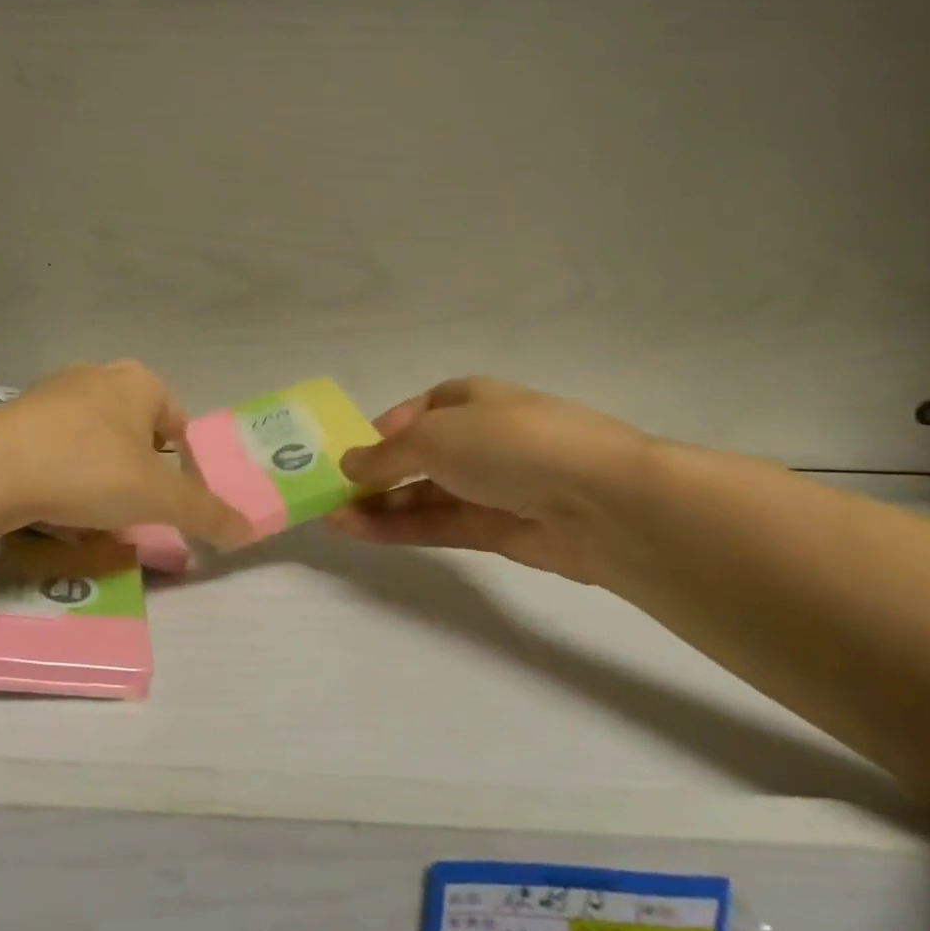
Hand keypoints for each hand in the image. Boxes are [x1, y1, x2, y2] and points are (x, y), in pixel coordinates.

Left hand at [0, 361, 253, 549]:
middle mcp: (98, 375)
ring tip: (88, 511)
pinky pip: (55, 445)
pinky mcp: (17, 413)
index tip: (164, 498)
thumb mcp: (157, 498)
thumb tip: (248, 530)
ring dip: (98, 471)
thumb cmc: (89, 469)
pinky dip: (61, 470)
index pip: (176, 420)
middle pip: (134, 429)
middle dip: (136, 468)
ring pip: (93, 438)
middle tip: (129, 506)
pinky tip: (50, 500)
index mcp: (139, 382)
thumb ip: (206, 513)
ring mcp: (53, 391)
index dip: (178, 462)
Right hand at [326, 378, 650, 584]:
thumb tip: (347, 465)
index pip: (419, 411)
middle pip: (418, 457)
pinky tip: (360, 531)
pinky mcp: (498, 530)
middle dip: (376, 474)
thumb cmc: (508, 443)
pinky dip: (401, 527)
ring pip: (425, 495)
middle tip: (330, 494)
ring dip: (379, 505)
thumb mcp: (432, 436)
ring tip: (331, 518)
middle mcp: (481, 439)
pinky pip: (439, 524)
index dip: (383, 431)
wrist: (599, 501)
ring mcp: (491, 486)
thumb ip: (385, 455)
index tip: (348, 454)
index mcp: (471, 398)